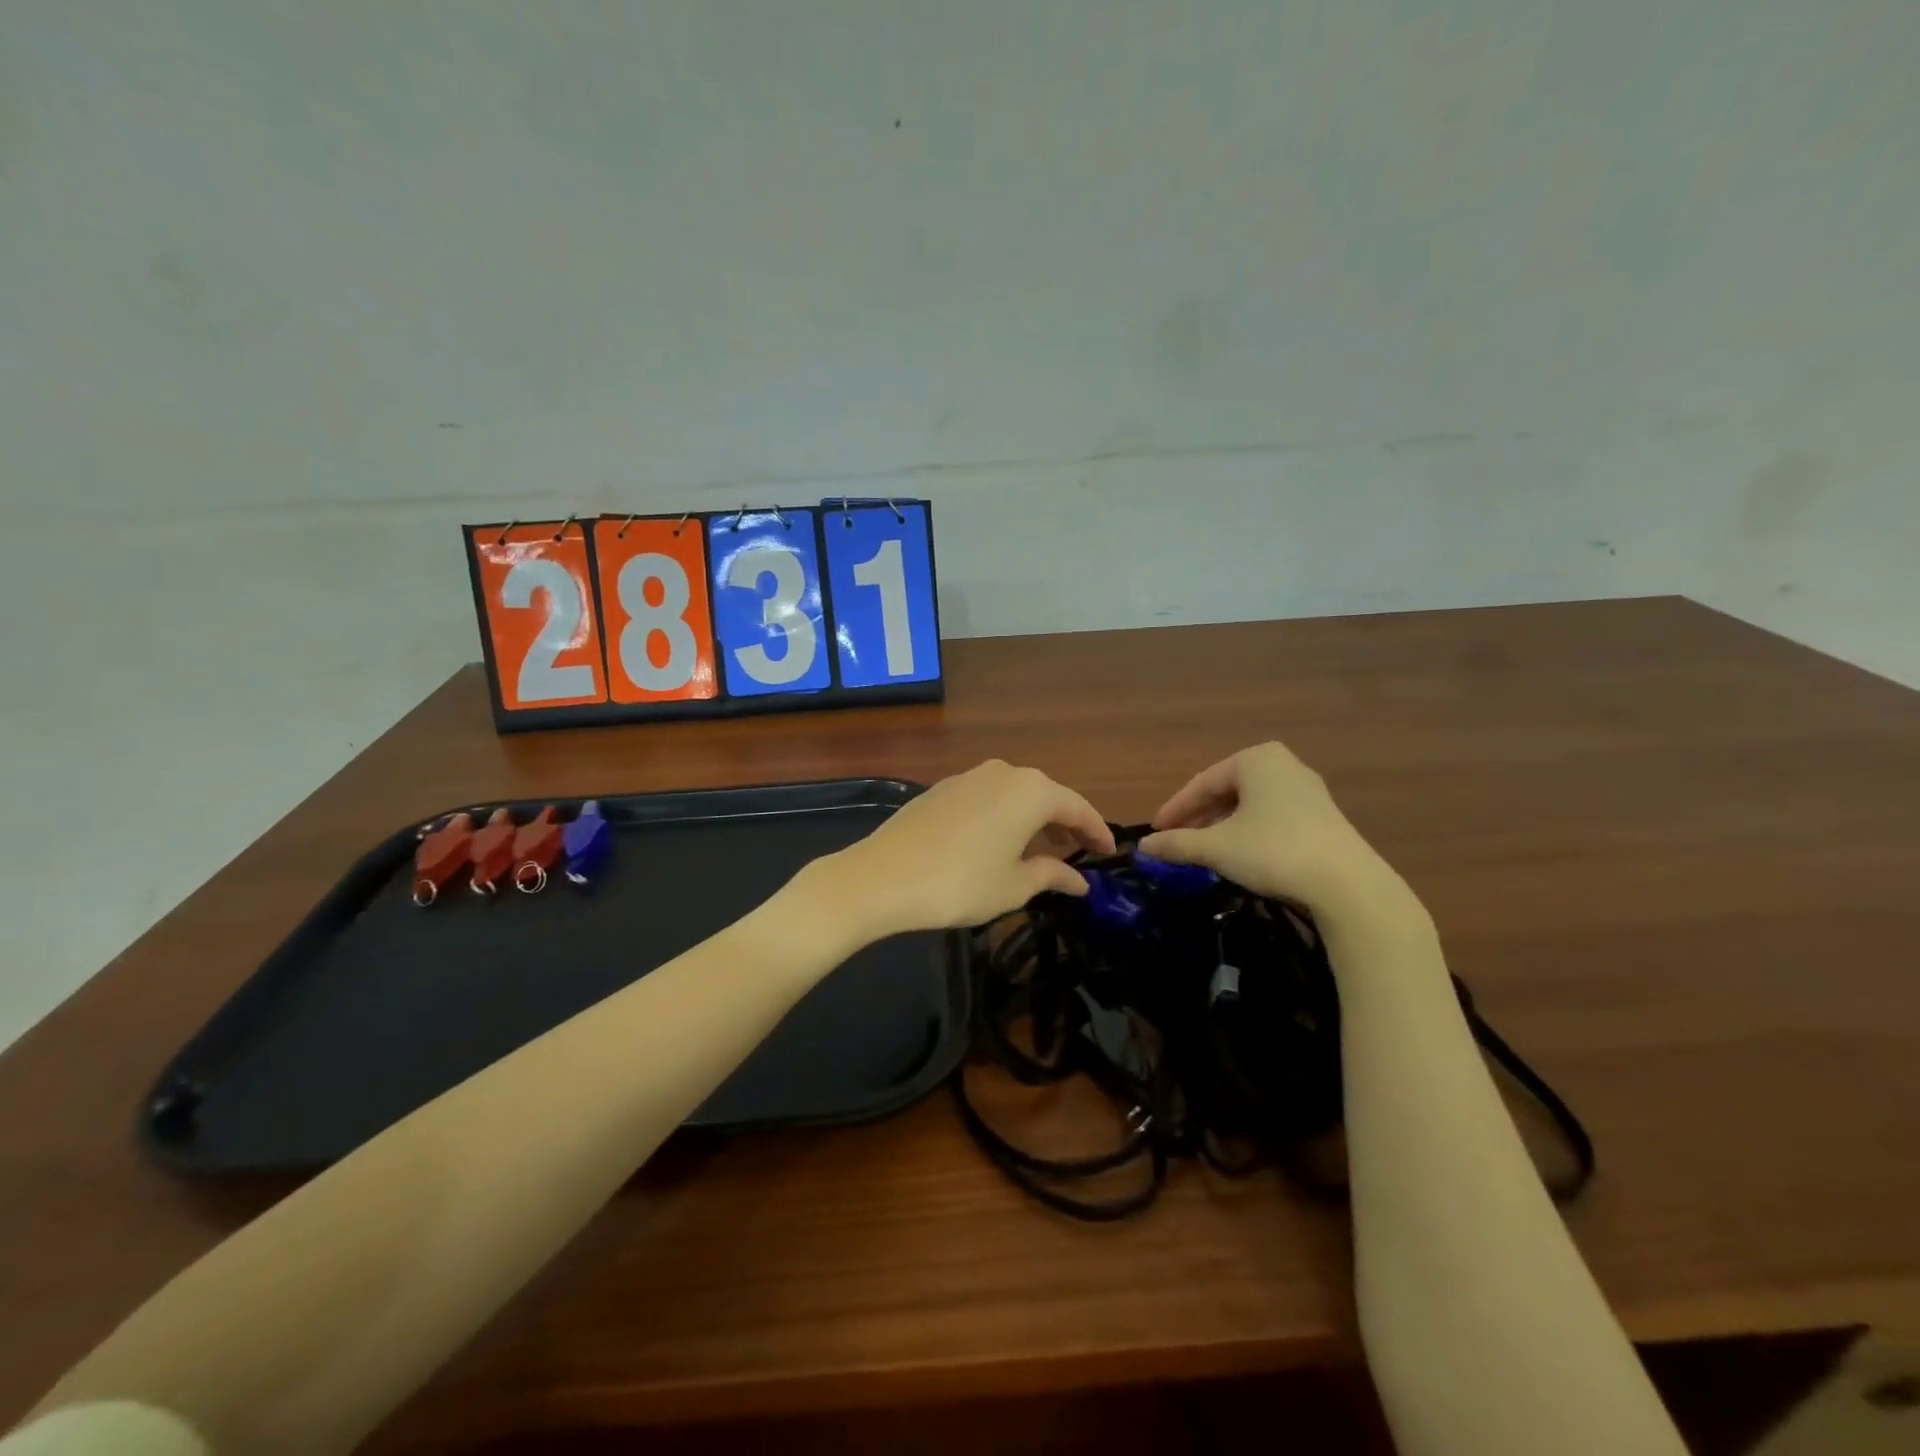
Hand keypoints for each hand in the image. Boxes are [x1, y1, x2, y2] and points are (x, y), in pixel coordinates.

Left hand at [821, 760, 1115, 937]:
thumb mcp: (1014, 886)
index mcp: (1031, 791)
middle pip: (1047, 796)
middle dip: (1066, 824)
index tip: (1110, 852)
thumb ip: (1053, 875)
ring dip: (1034, 820)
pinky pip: (989, 798)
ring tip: (1043, 851)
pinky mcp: (943, 788)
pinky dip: (1005, 817)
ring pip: (1016, 795)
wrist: (883, 877)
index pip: (1077, 807)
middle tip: (1080, 853)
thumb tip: (1080, 880)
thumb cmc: (961, 883)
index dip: (1097, 831)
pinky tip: (1000, 843)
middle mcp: (1004, 772)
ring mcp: (970, 776)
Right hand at [1137, 742, 1400, 918]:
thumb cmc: (1273, 851)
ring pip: (1250, 805)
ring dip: (1223, 826)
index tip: (1156, 832)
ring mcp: (1308, 790)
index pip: (1202, 783)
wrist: (1347, 885)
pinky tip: (1241, 854)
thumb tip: (1144, 846)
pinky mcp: (1323, 817)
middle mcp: (1283, 765)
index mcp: (1255, 759)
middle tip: (1177, 841)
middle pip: (1227, 791)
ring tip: (1205, 850)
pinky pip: (1272, 816)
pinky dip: (1249, 831)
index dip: (1175, 809)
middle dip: (1199, 817)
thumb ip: (1177, 844)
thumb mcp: (1216, 848)